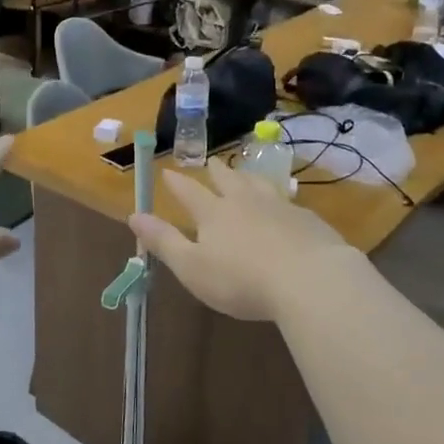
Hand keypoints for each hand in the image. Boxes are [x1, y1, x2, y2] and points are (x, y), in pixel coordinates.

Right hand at [129, 163, 368, 322]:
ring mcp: (280, 208)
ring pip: (260, 185)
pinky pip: (289, 202)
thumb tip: (133, 215)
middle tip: (211, 162)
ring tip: (245, 174)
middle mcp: (246, 202)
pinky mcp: (309, 221)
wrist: (310, 280)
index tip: (167, 171)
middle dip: (216, 172)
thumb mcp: (191, 267)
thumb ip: (163, 241)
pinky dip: (280, 199)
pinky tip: (285, 207)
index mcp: (214, 214)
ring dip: (249, 178)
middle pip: (228, 181)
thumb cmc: (241, 279)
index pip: (190, 192)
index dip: (177, 183)